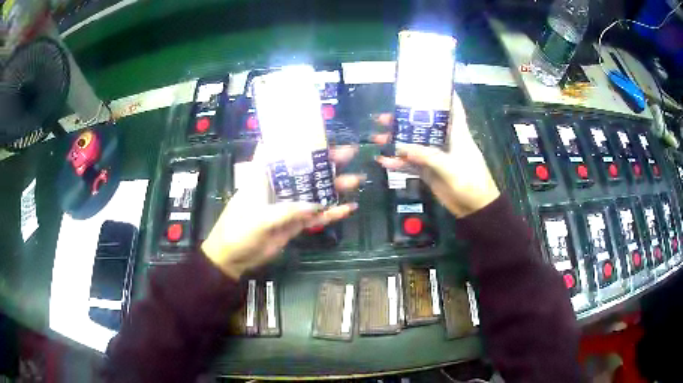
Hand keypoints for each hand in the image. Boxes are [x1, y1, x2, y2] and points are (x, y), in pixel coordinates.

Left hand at [201, 146, 361, 279]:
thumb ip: (287, 211)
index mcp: (265, 176)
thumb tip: (315, 206)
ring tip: (357, 179)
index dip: (295, 139)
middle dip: (327, 161)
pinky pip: (316, 216)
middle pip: (305, 169)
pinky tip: (349, 208)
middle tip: (350, 152)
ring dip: (335, 186)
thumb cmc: (238, 230)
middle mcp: (279, 186)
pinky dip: (331, 213)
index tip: (316, 129)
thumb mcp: (259, 217)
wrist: (233, 257)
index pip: (280, 150)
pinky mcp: (295, 223)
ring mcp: (289, 205)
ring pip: (315, 191)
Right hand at [376, 92, 499, 217]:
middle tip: (383, 117)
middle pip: (423, 124)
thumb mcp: (450, 166)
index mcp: (456, 132)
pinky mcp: (429, 171)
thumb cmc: (470, 181)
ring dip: (396, 141)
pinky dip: (398, 163)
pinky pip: (411, 163)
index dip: (444, 93)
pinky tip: (383, 161)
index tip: (427, 83)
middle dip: (405, 119)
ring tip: (377, 137)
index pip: (453, 107)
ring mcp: (435, 156)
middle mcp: (444, 140)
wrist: (475, 208)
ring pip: (413, 143)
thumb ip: (426, 156)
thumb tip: (400, 147)